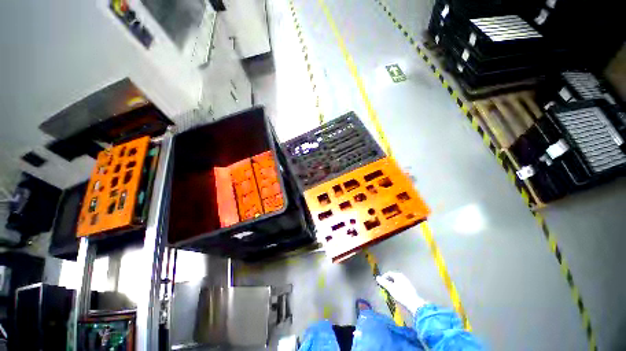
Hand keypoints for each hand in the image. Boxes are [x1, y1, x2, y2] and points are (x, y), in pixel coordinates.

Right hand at [376, 271, 425, 314]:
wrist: (414, 303)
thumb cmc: (401, 294)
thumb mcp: (390, 288)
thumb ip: (383, 283)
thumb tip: (377, 277)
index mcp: (398, 275)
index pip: (388, 273)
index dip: (383, 277)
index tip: (380, 283)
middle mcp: (402, 276)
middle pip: (392, 277)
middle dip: (387, 281)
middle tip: (384, 287)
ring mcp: (407, 282)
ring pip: (396, 281)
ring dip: (392, 285)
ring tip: (389, 291)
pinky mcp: (409, 287)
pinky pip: (400, 285)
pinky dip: (396, 287)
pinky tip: (396, 293)